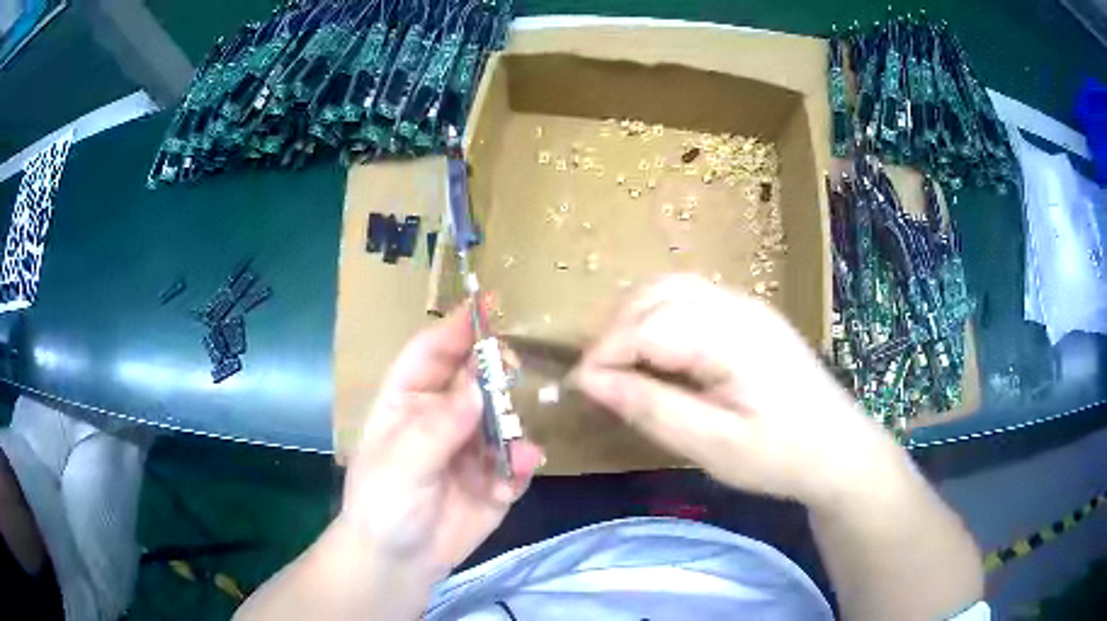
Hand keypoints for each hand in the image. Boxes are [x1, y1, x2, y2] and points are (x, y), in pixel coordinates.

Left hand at [339, 306, 543, 578]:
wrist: (398, 561)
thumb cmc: (383, 504)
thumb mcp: (400, 464)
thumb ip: (438, 428)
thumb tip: (478, 391)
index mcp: (408, 400)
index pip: (431, 352)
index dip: (457, 328)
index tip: (488, 305)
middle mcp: (442, 416)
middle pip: (474, 379)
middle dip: (494, 371)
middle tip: (512, 370)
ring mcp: (471, 447)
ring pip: (502, 418)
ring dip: (512, 425)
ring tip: (515, 445)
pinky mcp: (496, 478)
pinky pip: (516, 461)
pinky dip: (522, 463)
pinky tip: (520, 474)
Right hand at [572, 274, 894, 506]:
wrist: (840, 450)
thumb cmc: (780, 455)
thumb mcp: (713, 445)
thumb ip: (651, 408)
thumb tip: (592, 382)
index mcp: (731, 335)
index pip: (647, 325)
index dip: (604, 352)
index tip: (580, 388)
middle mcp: (737, 306)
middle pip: (657, 294)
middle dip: (614, 330)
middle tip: (598, 377)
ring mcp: (747, 306)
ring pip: (672, 289)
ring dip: (635, 318)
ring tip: (620, 363)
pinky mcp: (751, 317)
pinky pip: (692, 299)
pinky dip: (660, 317)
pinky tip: (658, 352)